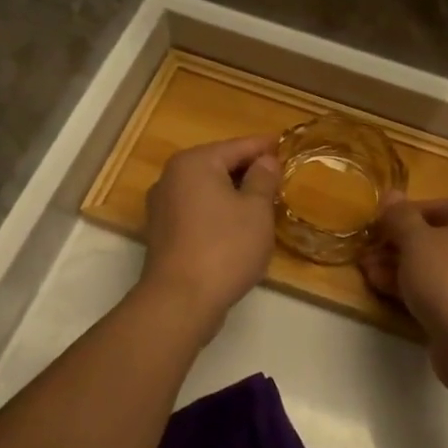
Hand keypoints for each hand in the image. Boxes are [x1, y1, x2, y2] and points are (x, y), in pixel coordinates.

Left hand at [139, 135, 280, 322]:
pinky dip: (217, 211)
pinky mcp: (162, 232)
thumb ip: (263, 179)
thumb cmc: (225, 247)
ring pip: (207, 189)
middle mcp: (171, 177)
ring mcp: (162, 206)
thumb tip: (266, 161)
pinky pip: (197, 210)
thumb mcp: (256, 210)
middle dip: (248, 170)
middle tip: (279, 177)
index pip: (238, 146)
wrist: (180, 301)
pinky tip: (238, 225)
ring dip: (233, 192)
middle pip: (219, 164)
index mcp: (194, 162)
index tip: (286, 146)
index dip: (265, 147)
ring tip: (263, 201)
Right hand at [360, 194, 447, 385]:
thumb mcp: (416, 240)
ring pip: (437, 265)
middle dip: (397, 245)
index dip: (400, 217)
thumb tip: (391, 194)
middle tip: (366, 252)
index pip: (435, 207)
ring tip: (366, 270)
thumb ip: (400, 216)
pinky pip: (443, 288)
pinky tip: (382, 287)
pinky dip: (416, 286)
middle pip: (436, 237)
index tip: (374, 229)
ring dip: (400, 266)